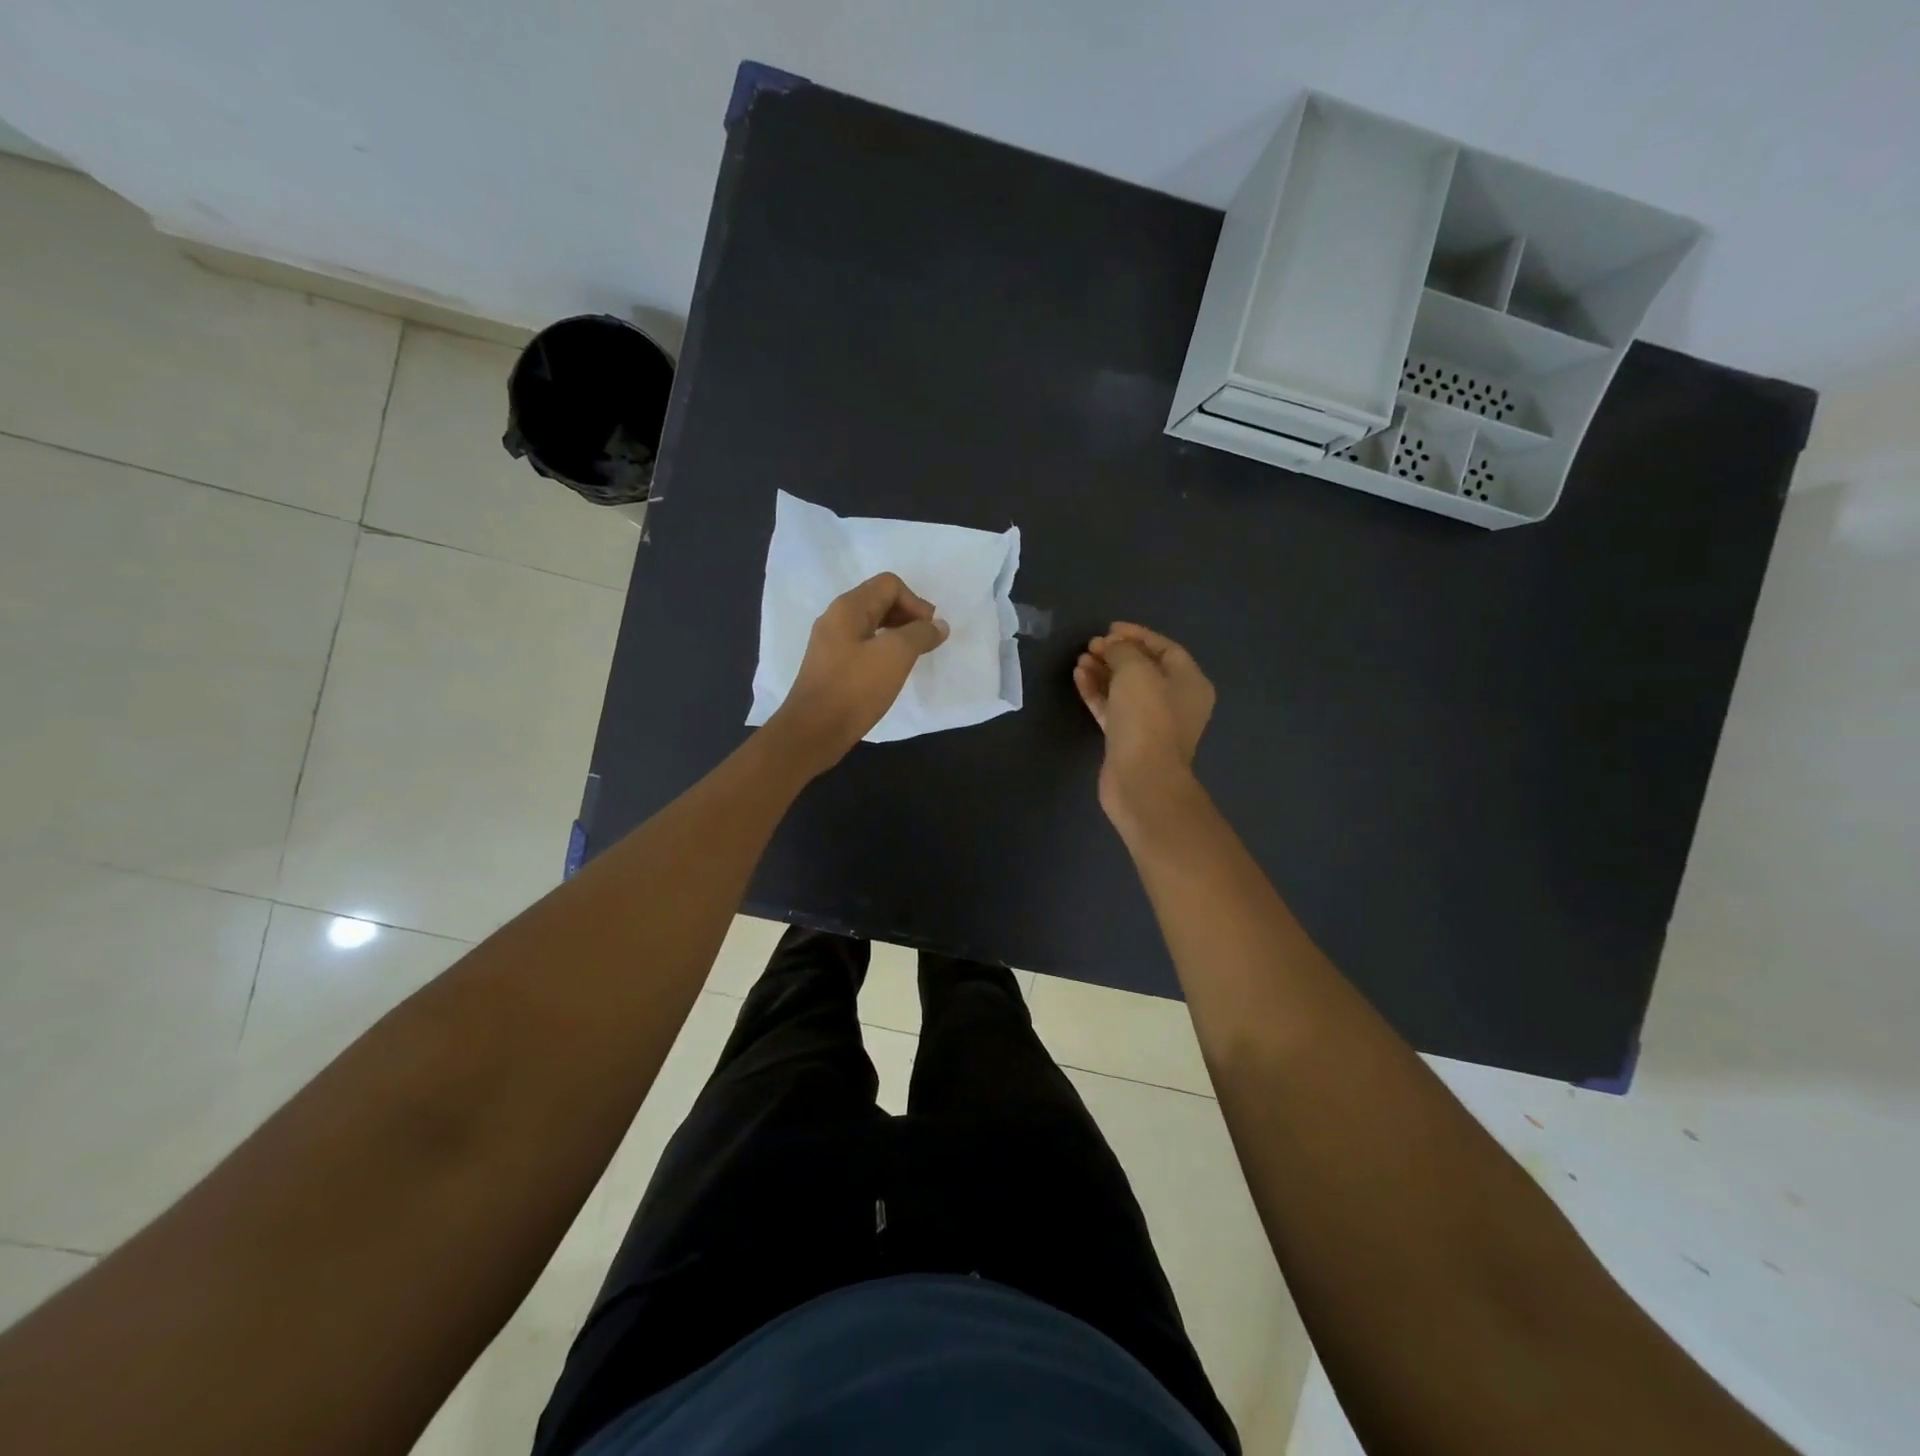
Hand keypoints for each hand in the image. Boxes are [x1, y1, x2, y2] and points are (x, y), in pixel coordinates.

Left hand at [772, 572, 948, 771]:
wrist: (813, 731)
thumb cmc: (855, 689)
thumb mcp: (895, 656)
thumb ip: (920, 634)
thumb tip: (938, 625)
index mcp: (848, 608)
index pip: (889, 584)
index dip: (915, 603)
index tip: (929, 632)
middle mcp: (836, 618)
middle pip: (879, 601)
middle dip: (908, 616)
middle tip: (926, 642)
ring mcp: (830, 643)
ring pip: (871, 625)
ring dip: (897, 635)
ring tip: (913, 657)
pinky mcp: (830, 666)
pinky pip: (862, 646)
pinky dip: (882, 651)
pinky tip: (891, 672)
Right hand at [1074, 622, 1214, 827]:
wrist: (1141, 780)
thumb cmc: (1147, 719)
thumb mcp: (1136, 672)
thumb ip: (1122, 651)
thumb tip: (1111, 646)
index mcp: (1190, 683)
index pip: (1165, 649)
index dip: (1138, 635)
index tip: (1110, 628)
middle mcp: (1174, 702)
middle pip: (1144, 669)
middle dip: (1117, 654)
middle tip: (1091, 645)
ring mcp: (1151, 723)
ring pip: (1125, 689)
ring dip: (1103, 672)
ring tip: (1081, 659)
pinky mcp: (1127, 739)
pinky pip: (1112, 708)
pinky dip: (1097, 692)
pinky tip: (1079, 677)